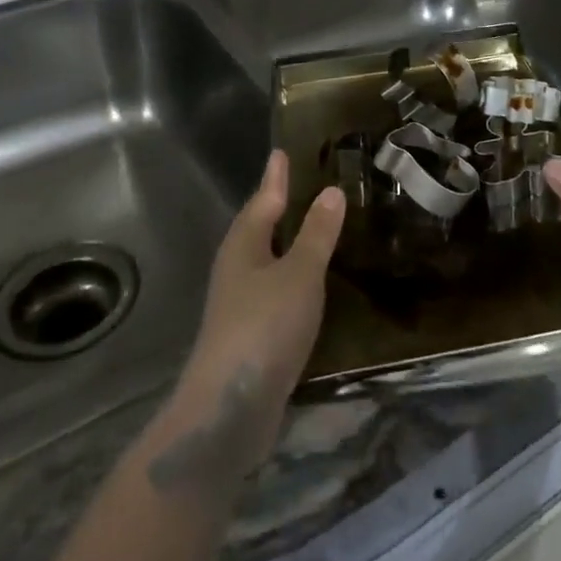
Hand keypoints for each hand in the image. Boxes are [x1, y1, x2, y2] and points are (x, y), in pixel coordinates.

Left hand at [171, 152, 343, 472]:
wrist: (229, 408)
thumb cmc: (264, 327)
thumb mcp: (300, 274)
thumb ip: (317, 234)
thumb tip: (331, 190)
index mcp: (244, 246)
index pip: (263, 200)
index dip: (275, 177)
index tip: (281, 152)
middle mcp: (237, 269)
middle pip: (258, 228)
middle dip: (277, 206)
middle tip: (299, 183)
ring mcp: (240, 304)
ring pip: (266, 260)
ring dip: (286, 242)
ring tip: (310, 227)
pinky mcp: (250, 334)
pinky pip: (274, 289)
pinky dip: (292, 276)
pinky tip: (308, 284)